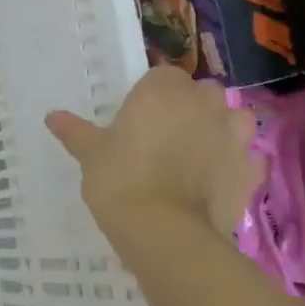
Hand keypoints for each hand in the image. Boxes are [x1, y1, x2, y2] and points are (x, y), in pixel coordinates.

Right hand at [46, 65, 260, 244]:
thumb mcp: (90, 154)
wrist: (164, 231)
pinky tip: (219, 179)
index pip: (164, 74)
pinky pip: (249, 157)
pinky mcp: (252, 170)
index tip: (141, 114)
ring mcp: (234, 136)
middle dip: (192, 105)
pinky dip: (238, 164)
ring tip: (201, 151)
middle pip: (203, 92)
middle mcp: (203, 103)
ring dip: (223, 128)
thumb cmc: (120, 179)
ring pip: (236, 118)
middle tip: (167, 132)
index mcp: (162, 90)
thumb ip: (75, 132)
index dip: (155, 93)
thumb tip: (52, 117)